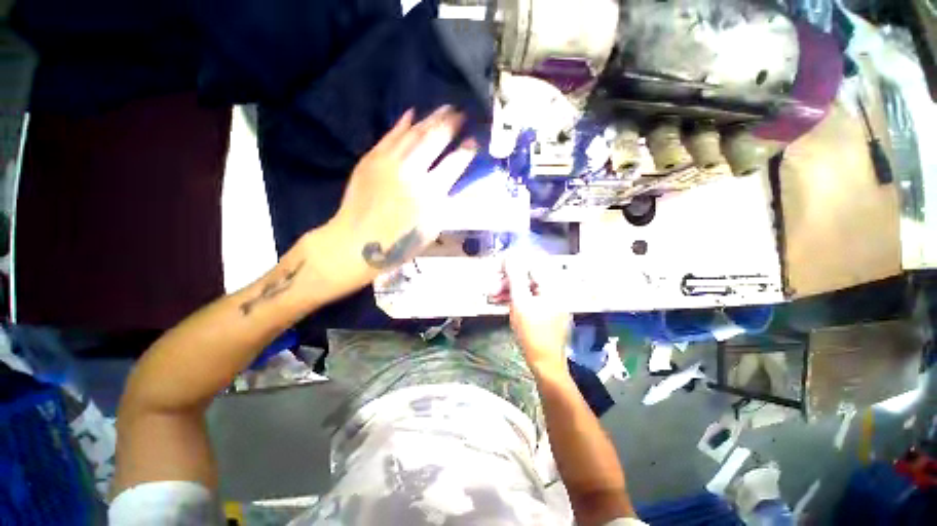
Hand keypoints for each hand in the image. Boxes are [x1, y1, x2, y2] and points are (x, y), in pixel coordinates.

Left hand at [329, 106, 476, 281]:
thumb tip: (457, 182)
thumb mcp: (432, 228)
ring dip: (431, 118)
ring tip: (444, 108)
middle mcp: (412, 172)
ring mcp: (389, 162)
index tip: (474, 141)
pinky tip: (412, 113)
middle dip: (451, 123)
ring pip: (414, 132)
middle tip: (461, 113)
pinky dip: (403, 123)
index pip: (455, 163)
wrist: (356, 243)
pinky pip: (390, 135)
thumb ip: (446, 203)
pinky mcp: (371, 159)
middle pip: (435, 139)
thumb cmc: (399, 243)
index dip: (467, 149)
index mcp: (430, 194)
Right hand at [492, 253, 571, 373]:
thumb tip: (510, 256)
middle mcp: (555, 289)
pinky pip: (529, 297)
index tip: (497, 267)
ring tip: (492, 295)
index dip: (513, 261)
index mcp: (553, 285)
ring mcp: (551, 300)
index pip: (533, 262)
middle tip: (491, 286)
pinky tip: (501, 301)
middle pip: (529, 275)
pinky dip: (516, 298)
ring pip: (527, 287)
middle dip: (508, 279)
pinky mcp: (546, 310)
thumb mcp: (520, 302)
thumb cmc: (532, 333)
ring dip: (509, 289)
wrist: (545, 363)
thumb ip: (515, 276)